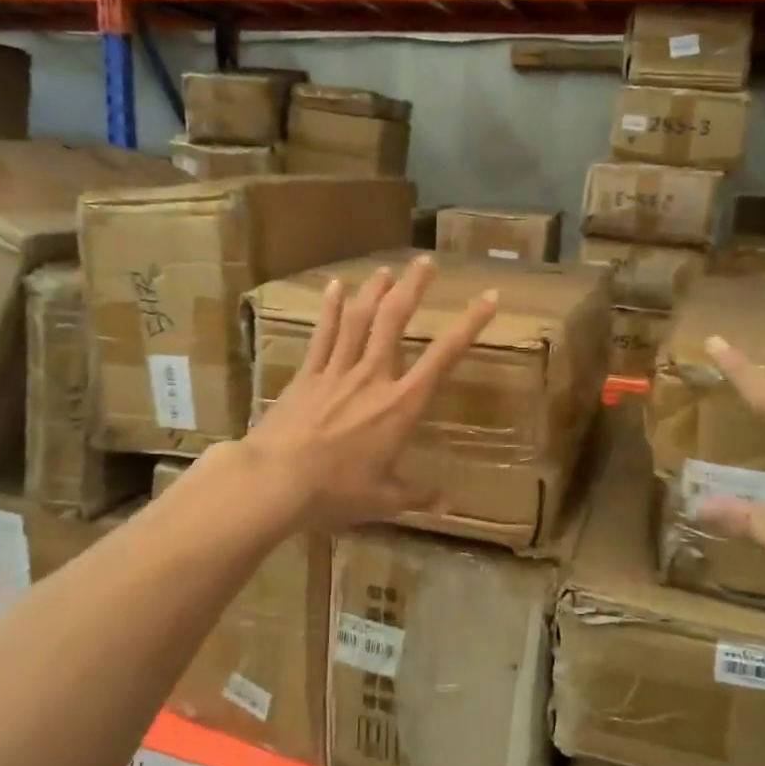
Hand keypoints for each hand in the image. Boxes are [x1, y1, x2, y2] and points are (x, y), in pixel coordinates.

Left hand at [239, 256, 496, 530]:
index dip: (469, 325)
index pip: (443, 357)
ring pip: (359, 319)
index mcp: (400, 405)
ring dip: (374, 290)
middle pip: (395, 320)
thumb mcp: (384, 499)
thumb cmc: (336, 491)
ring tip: (386, 269)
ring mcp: (336, 371)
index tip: (488, 299)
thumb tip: (448, 503)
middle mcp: (373, 377)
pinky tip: (334, 286)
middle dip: (413, 287)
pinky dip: (329, 308)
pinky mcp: (307, 374)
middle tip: (425, 262)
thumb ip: (417, 495)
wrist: (276, 481)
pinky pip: (321, 334)